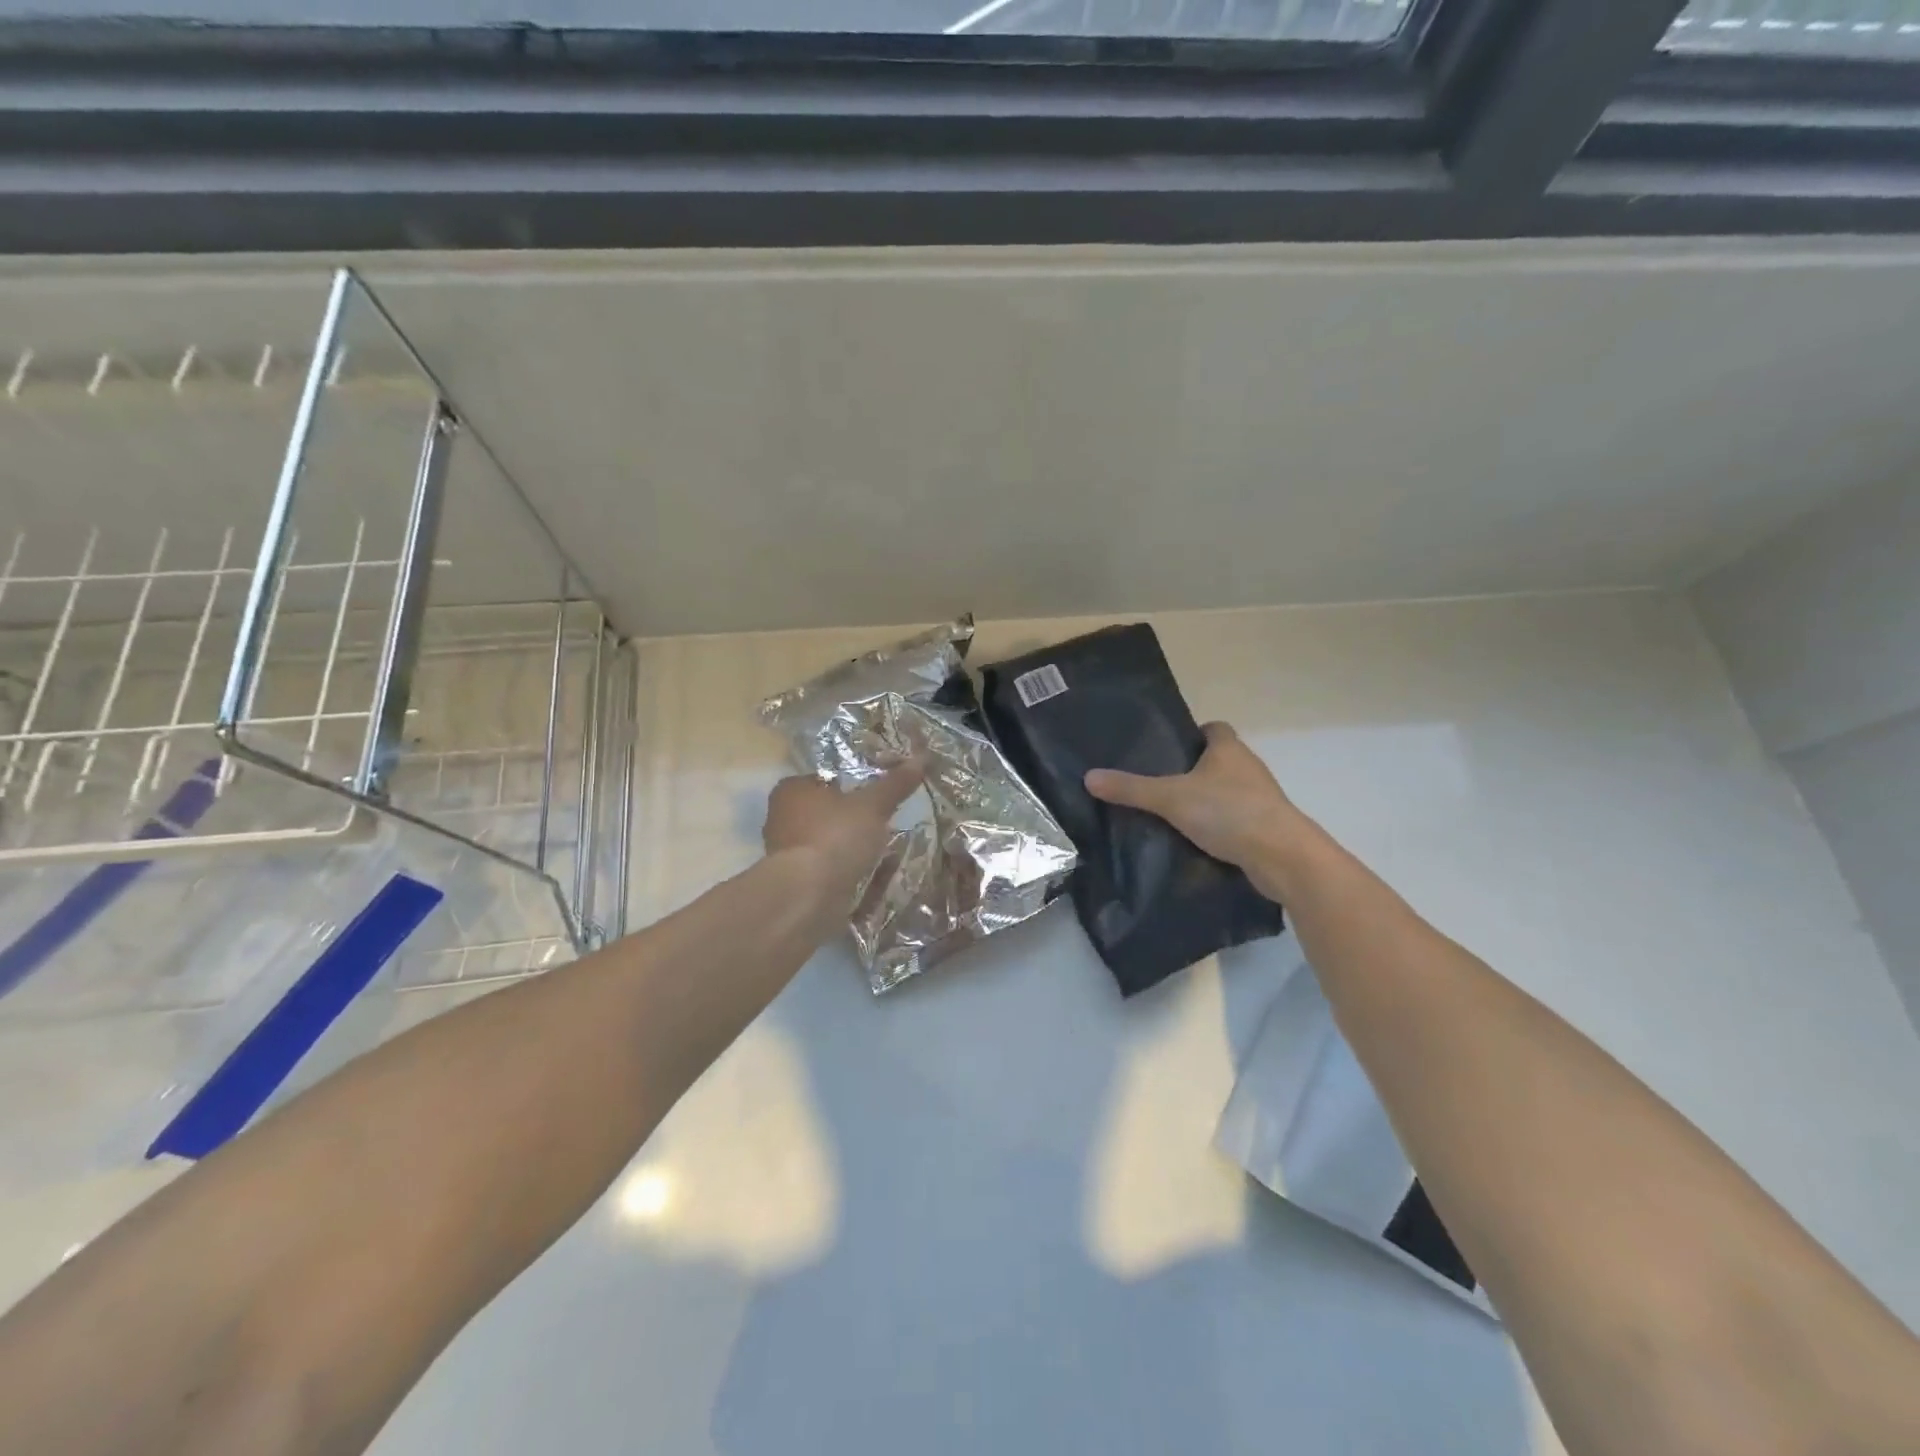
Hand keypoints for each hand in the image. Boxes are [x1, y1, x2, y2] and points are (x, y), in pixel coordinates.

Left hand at [763, 761, 923, 908]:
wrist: (808, 896)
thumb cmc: (836, 837)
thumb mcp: (873, 805)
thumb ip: (895, 784)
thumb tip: (920, 758)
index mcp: (792, 790)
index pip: (827, 778)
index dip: (854, 784)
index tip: (879, 795)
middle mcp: (782, 818)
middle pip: (828, 813)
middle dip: (855, 821)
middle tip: (885, 823)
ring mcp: (786, 854)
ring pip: (829, 844)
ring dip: (853, 849)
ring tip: (885, 853)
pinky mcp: (796, 883)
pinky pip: (829, 872)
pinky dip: (849, 873)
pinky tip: (873, 879)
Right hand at [1083, 722, 1316, 901]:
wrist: (1282, 857)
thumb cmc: (1229, 812)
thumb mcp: (1171, 798)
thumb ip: (1131, 788)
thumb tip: (1089, 777)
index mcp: (1229, 749)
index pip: (1213, 728)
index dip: (1192, 733)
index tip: (1167, 748)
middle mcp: (1248, 767)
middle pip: (1218, 760)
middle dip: (1192, 769)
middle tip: (1157, 782)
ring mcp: (1260, 798)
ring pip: (1226, 790)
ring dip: (1205, 799)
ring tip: (1170, 812)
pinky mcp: (1263, 826)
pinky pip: (1234, 818)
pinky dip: (1217, 825)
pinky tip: (1193, 838)